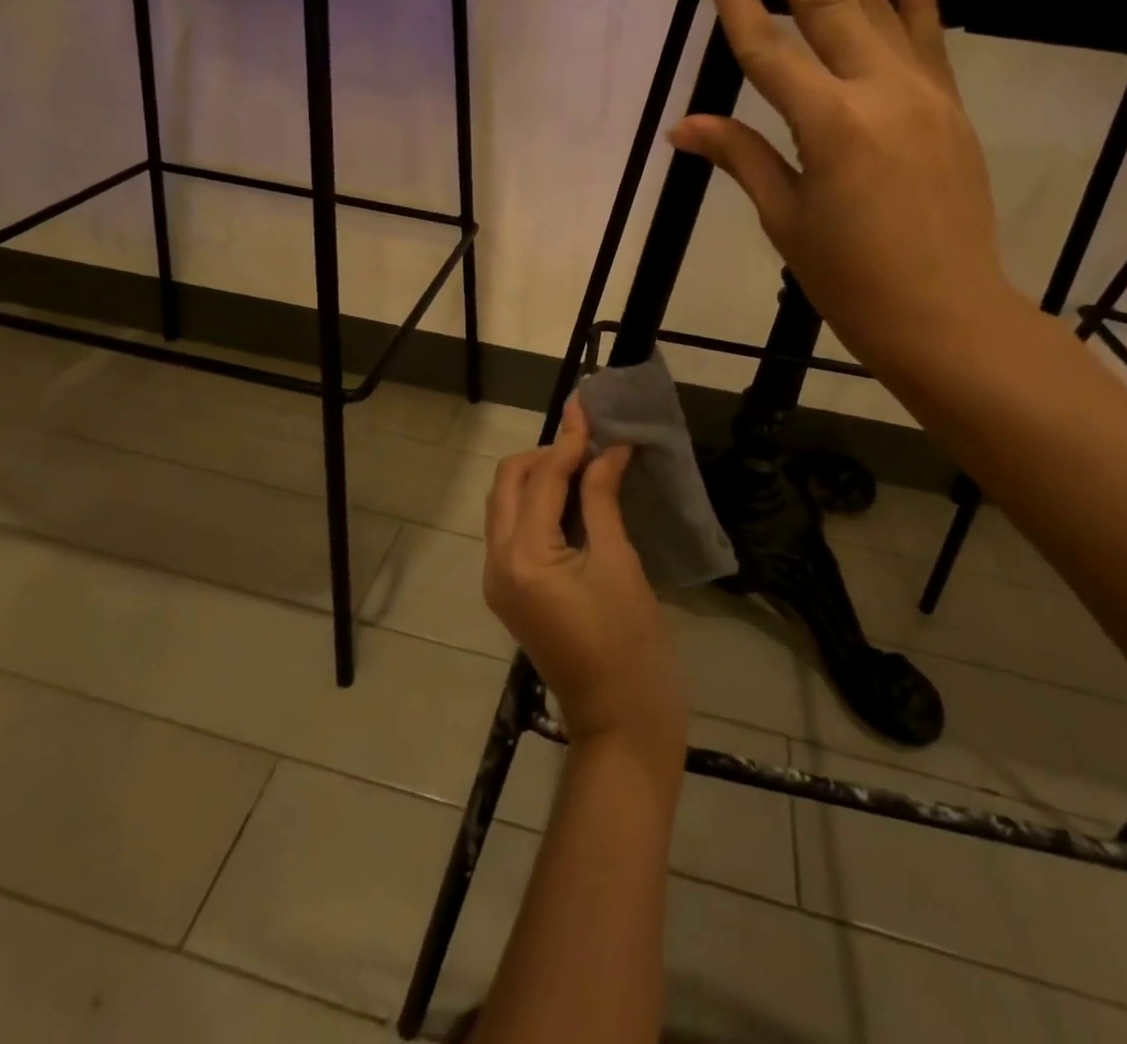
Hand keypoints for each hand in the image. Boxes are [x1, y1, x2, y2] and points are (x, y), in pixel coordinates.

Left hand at [484, 397, 686, 769]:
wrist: (620, 722)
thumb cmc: (629, 645)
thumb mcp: (619, 564)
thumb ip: (602, 499)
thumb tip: (608, 449)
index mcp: (522, 557)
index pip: (541, 478)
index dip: (568, 439)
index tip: (588, 404)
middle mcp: (497, 563)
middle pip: (509, 485)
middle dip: (545, 454)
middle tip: (590, 439)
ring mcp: (499, 580)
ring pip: (507, 505)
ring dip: (540, 476)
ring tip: (586, 461)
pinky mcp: (512, 592)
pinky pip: (515, 530)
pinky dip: (540, 505)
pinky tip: (576, 497)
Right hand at [668, 0, 1015, 381]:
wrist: (946, 313)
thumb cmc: (851, 279)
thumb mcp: (786, 220)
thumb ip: (743, 158)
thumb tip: (686, 127)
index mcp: (827, 125)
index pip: (768, 48)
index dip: (739, 0)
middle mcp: (878, 91)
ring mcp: (922, 92)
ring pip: (884, 0)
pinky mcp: (949, 105)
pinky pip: (930, 36)